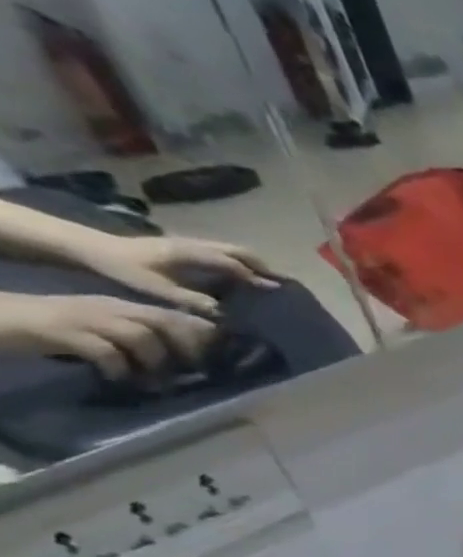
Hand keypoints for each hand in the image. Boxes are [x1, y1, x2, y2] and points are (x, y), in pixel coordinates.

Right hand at [0, 292, 216, 380]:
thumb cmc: (51, 328)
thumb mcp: (101, 330)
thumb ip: (135, 339)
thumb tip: (178, 360)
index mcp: (120, 307)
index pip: (172, 314)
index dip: (200, 333)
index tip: (217, 355)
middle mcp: (108, 308)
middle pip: (164, 321)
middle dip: (188, 347)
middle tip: (195, 371)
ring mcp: (85, 318)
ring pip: (141, 336)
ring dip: (156, 363)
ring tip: (156, 384)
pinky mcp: (61, 332)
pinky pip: (105, 351)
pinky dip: (119, 369)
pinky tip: (118, 381)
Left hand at [76, 235, 274, 315]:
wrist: (88, 247)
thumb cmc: (121, 268)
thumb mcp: (155, 288)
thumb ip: (190, 299)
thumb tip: (223, 313)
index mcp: (191, 254)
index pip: (233, 264)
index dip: (256, 277)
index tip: (277, 289)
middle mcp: (194, 245)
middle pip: (238, 251)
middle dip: (262, 266)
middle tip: (280, 282)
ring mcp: (189, 243)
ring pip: (231, 249)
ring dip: (251, 262)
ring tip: (266, 277)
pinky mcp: (184, 246)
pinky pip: (220, 251)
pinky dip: (237, 260)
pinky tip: (239, 273)